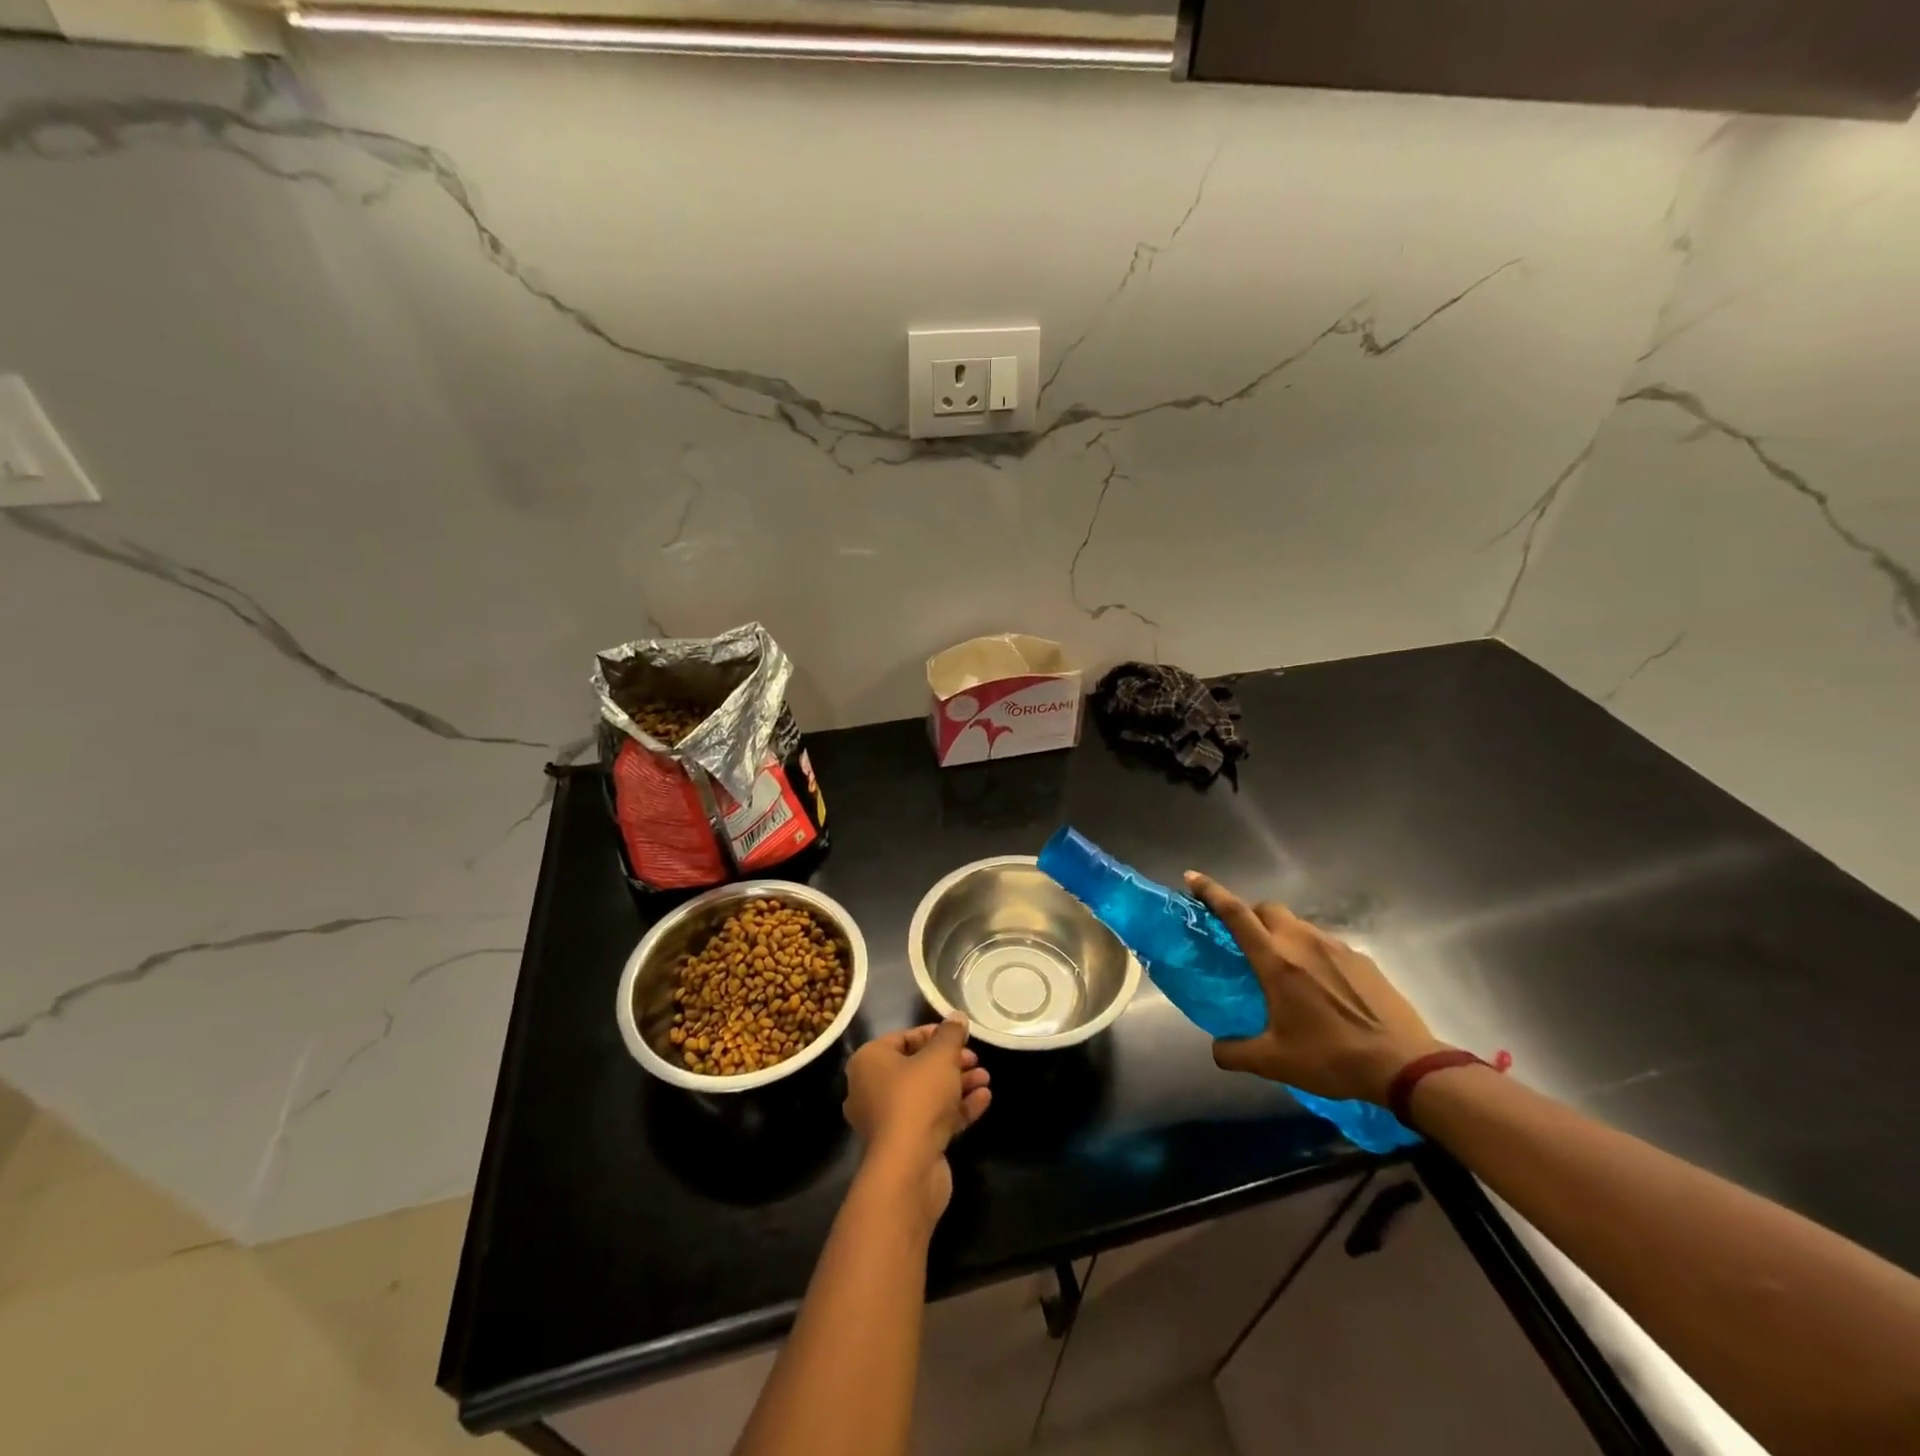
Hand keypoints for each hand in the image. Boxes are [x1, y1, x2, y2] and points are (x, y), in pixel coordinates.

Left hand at [842, 1019, 991, 1222]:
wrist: (909, 1167)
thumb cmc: (917, 1097)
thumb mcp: (940, 1057)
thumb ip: (950, 1034)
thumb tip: (957, 1016)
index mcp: (869, 1062)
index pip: (903, 1038)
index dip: (934, 1034)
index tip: (960, 1036)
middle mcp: (871, 1089)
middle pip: (916, 1067)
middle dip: (950, 1062)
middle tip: (975, 1059)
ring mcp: (887, 1120)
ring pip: (927, 1094)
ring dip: (958, 1085)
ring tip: (985, 1079)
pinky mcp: (905, 1145)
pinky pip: (932, 1118)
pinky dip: (956, 1108)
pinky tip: (983, 1100)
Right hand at [1185, 871, 1447, 1104]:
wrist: (1404, 1065)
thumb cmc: (1331, 1057)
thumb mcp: (1274, 1062)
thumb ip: (1235, 1052)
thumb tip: (1217, 1049)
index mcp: (1276, 960)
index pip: (1236, 914)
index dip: (1211, 892)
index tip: (1192, 878)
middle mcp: (1303, 943)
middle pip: (1268, 910)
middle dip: (1250, 916)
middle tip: (1244, 942)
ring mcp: (1337, 948)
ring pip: (1298, 926)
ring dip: (1283, 936)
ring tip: (1285, 971)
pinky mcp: (1362, 960)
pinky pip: (1326, 945)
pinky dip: (1313, 955)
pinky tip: (1322, 989)